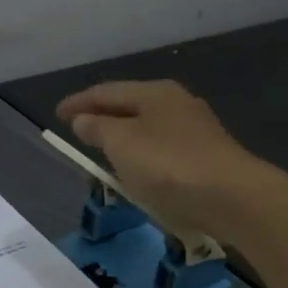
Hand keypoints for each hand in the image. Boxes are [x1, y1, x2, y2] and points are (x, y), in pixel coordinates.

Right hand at [57, 80, 270, 240]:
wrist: (230, 196)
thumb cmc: (168, 165)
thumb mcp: (122, 144)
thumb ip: (98, 129)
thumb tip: (83, 119)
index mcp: (155, 93)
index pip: (107, 91)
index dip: (79, 102)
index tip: (57, 114)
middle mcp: (177, 103)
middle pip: (130, 105)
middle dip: (103, 116)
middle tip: (79, 128)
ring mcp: (195, 130)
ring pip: (148, 127)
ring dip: (124, 136)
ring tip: (104, 150)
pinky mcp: (205, 156)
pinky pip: (162, 149)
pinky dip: (143, 154)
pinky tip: (138, 169)